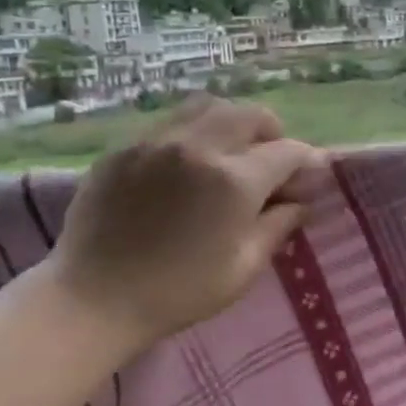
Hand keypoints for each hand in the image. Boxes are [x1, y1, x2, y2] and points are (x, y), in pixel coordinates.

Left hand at [47, 96, 325, 348]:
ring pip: (208, 106)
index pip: (287, 151)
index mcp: (234, 181)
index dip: (307, 162)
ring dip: (231, 122)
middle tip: (271, 161)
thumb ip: (278, 226)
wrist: (94, 299)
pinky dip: (192, 134)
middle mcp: (198, 147)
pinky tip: (186, 165)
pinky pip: (169, 123)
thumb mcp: (243, 267)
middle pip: (250, 114)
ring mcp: (156, 142)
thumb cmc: (179, 293)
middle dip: (271, 133)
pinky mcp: (124, 148)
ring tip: (230, 152)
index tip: (310, 176)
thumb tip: (301, 201)